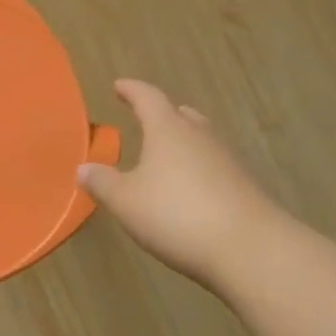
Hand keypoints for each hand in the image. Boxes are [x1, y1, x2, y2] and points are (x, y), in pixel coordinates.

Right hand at [78, 80, 284, 289]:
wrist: (251, 250)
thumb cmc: (177, 215)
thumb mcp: (126, 201)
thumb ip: (102, 183)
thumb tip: (84, 168)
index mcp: (168, 130)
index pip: (148, 98)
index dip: (131, 90)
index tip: (119, 86)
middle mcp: (200, 136)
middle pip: (181, 115)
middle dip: (162, 115)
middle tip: (146, 118)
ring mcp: (228, 161)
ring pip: (201, 140)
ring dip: (182, 143)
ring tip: (165, 154)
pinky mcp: (244, 187)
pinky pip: (214, 167)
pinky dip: (197, 169)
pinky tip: (189, 189)